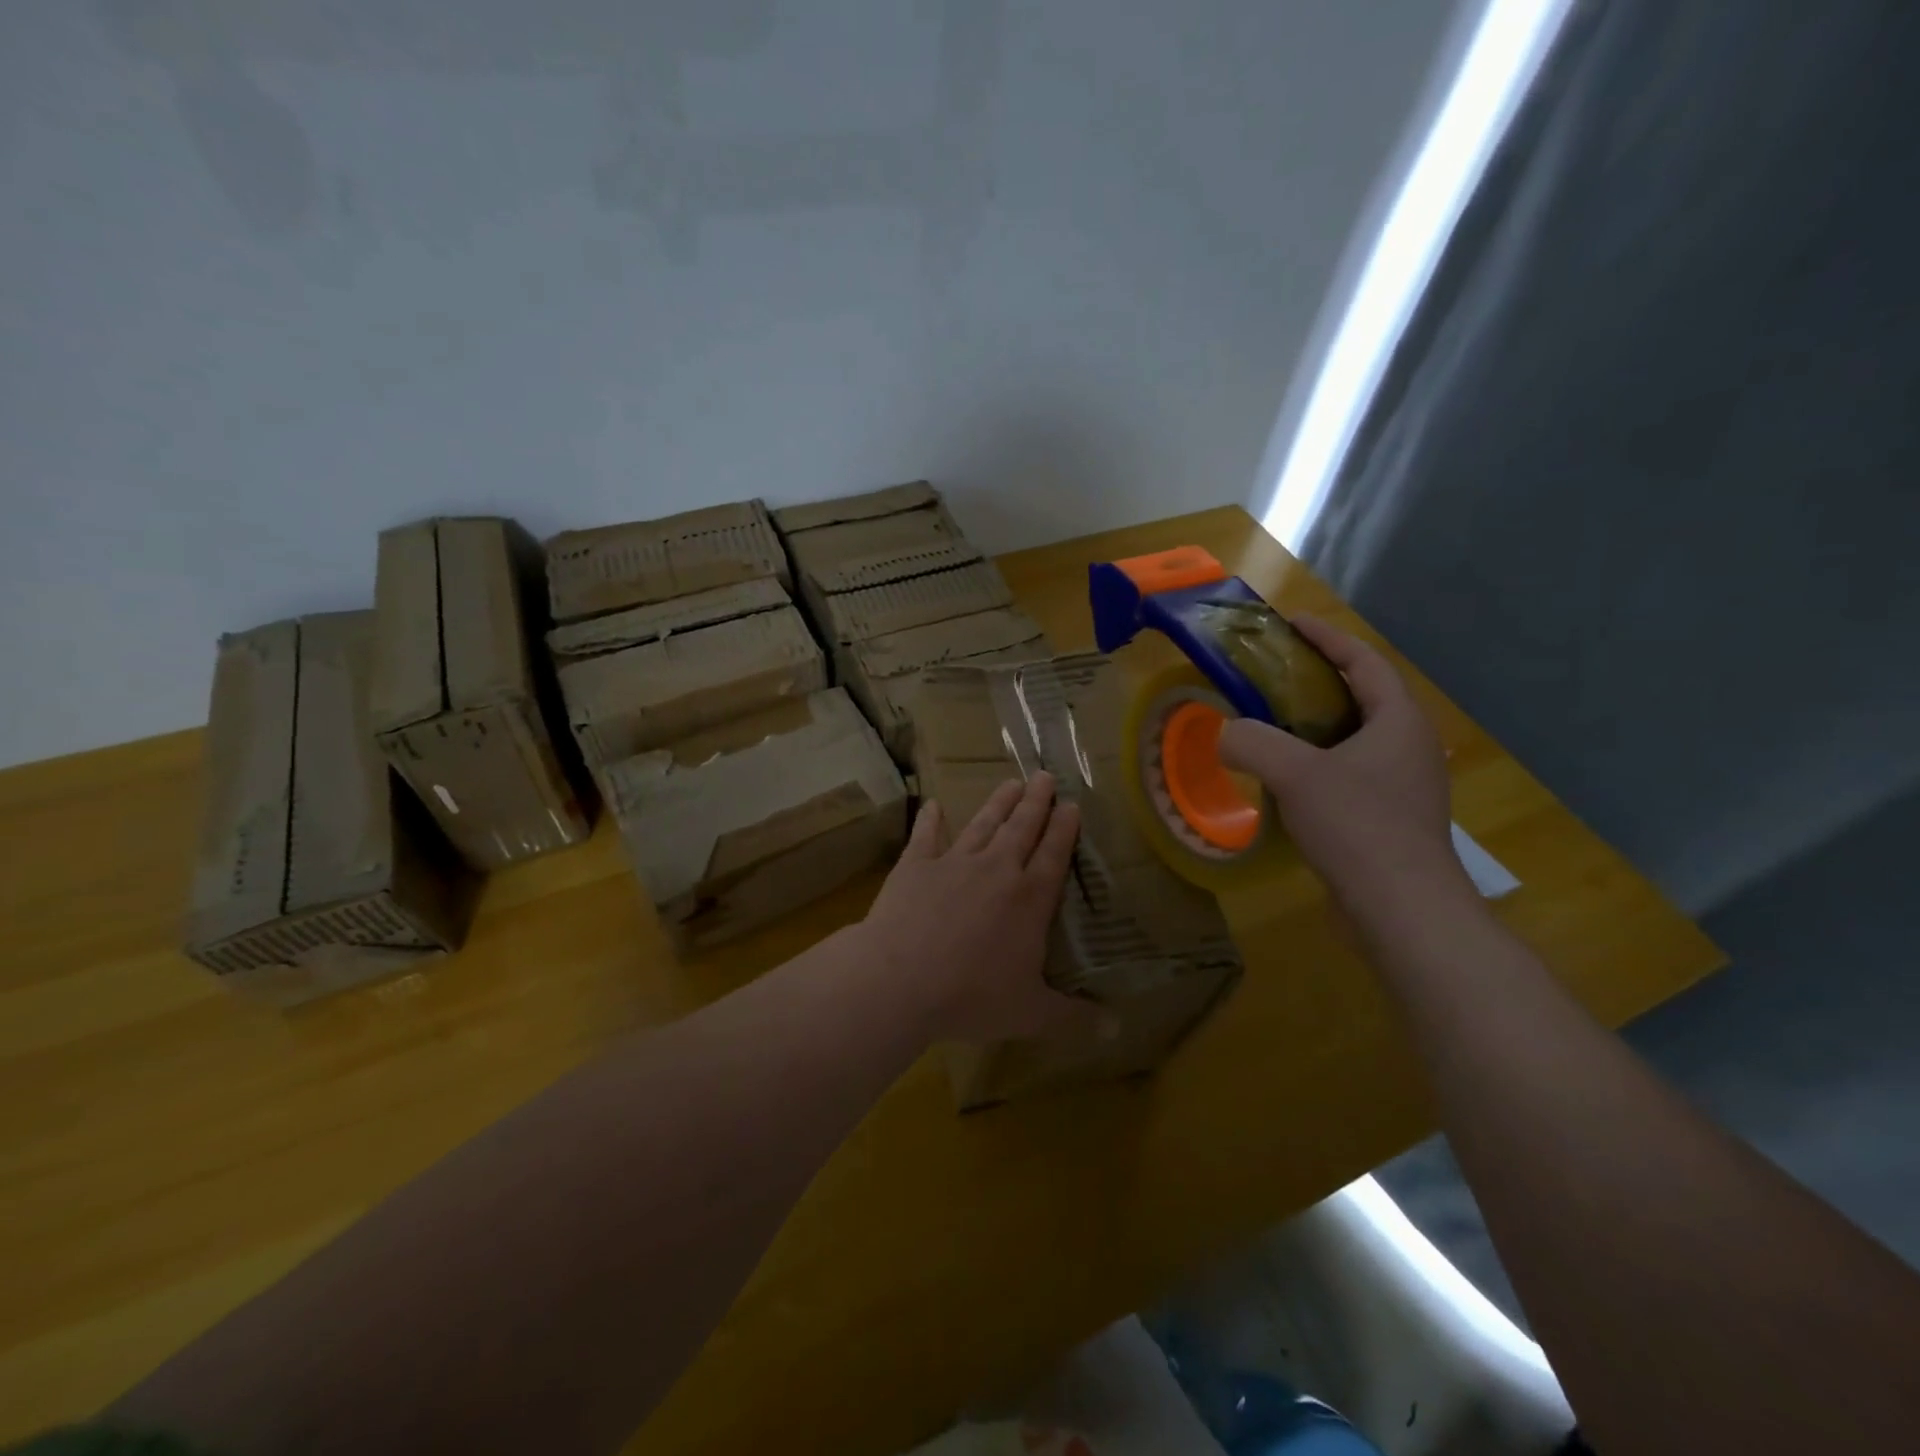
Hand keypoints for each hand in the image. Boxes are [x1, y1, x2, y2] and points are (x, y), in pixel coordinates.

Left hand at [859, 773, 1106, 1043]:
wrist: (901, 980)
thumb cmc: (972, 997)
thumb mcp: (1032, 1014)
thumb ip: (1073, 1017)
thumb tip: (1116, 1028)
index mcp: (1029, 899)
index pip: (1054, 854)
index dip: (1064, 828)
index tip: (1072, 804)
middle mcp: (996, 870)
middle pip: (1022, 827)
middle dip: (1037, 801)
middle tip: (1045, 776)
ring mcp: (954, 862)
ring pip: (983, 824)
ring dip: (998, 802)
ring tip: (1011, 782)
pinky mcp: (916, 866)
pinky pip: (926, 836)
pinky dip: (930, 820)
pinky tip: (934, 804)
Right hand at [1219, 614, 1468, 911]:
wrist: (1402, 909)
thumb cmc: (1357, 826)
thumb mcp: (1294, 773)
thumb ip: (1251, 741)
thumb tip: (1226, 735)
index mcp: (1398, 721)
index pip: (1363, 662)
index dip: (1327, 638)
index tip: (1290, 624)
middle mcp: (1408, 746)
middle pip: (1360, 698)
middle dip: (1316, 682)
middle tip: (1269, 678)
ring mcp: (1403, 786)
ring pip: (1353, 740)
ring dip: (1314, 727)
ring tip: (1269, 726)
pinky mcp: (1389, 820)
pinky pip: (1349, 775)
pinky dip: (1316, 765)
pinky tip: (1284, 783)